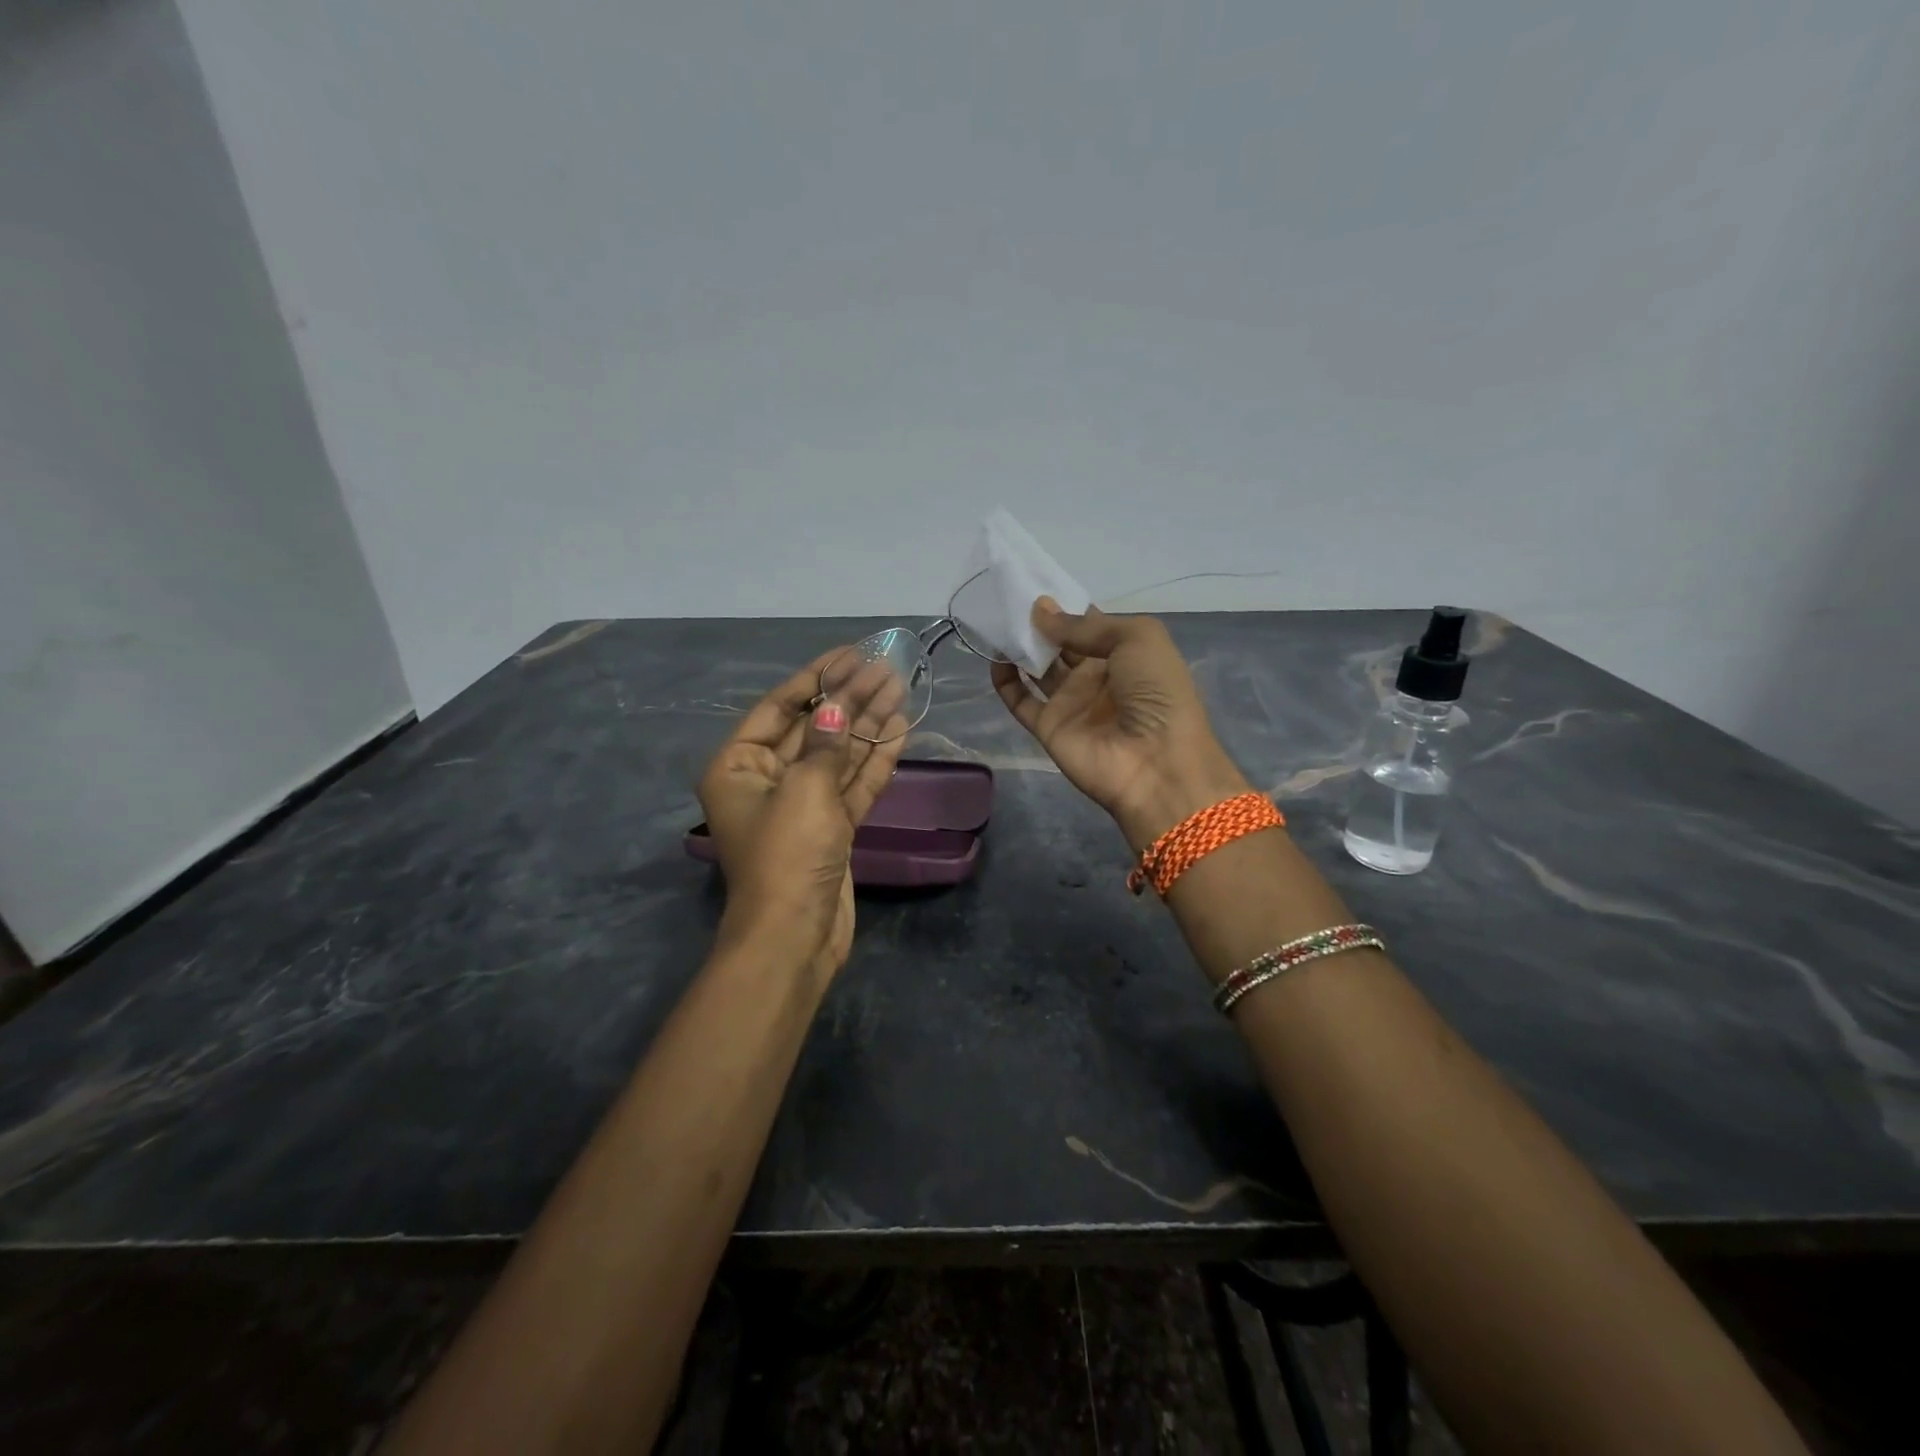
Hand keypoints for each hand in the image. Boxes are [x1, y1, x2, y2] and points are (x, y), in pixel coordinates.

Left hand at [697, 652, 907, 978]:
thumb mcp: (804, 789)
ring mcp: (803, 805)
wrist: (795, 936)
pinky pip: (854, 784)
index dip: (818, 677)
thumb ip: (827, 744)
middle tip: (888, 668)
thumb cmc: (787, 853)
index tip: (852, 653)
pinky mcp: (832, 827)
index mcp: (740, 765)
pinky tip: (901, 729)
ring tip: (901, 688)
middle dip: (850, 698)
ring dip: (868, 723)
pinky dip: (875, 759)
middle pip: (815, 728)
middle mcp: (767, 779)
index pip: (780, 707)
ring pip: (839, 754)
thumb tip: (839, 708)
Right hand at [991, 599, 1249, 850]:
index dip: (1064, 605)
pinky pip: (1020, 701)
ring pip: (1037, 668)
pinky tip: (994, 658)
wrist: (1156, 764)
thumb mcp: (1137, 638)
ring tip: (996, 620)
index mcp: (1124, 652)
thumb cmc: (1157, 692)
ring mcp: (1070, 702)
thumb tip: (1040, 611)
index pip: (1088, 623)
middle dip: (1037, 622)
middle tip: (1007, 597)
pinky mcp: (1048, 727)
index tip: (1033, 583)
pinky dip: (1004, 681)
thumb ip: (1085, 625)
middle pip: (1058, 643)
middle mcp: (1095, 675)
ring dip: (1018, 646)